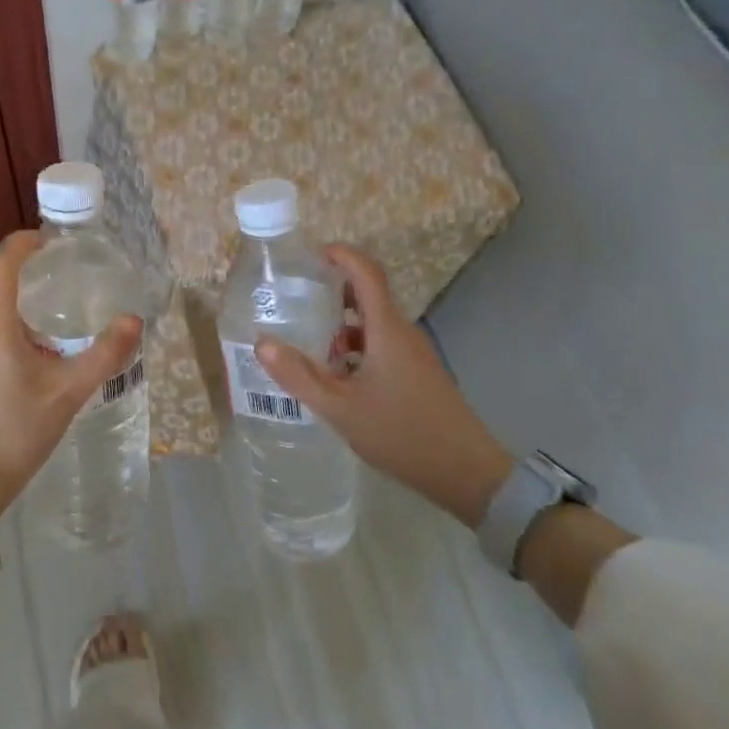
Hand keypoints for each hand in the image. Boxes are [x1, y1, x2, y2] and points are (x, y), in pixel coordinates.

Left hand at [0, 231, 142, 533]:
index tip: (45, 240)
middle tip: (60, 290)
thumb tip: (134, 321)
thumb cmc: (17, 435)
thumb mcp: (68, 394)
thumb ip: (104, 355)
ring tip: (51, 339)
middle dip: (26, 284)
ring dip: (17, 317)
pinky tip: (27, 370)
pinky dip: (3, 338)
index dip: (21, 245)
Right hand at [256, 245, 511, 527]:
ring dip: (341, 326)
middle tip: (296, 299)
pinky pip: (382, 346)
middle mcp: (402, 333)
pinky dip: (356, 349)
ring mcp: (413, 353)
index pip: (366, 272)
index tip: (310, 255)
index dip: (341, 255)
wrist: (466, 473)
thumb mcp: (339, 409)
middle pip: (368, 295)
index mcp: (386, 330)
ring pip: (373, 325)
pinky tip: (336, 377)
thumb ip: (299, 376)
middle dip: (332, 292)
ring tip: (307, 344)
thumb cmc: (401, 433)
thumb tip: (262, 343)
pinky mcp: (418, 373)